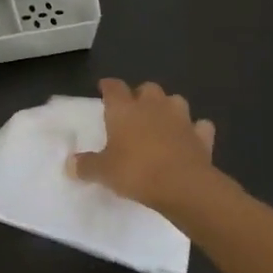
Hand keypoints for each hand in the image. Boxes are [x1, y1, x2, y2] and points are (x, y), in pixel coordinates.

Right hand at [68, 79, 218, 216]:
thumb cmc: (136, 171)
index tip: (104, 88)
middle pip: (147, 88)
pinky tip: (189, 139)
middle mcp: (153, 106)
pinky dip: (194, 130)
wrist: (184, 185)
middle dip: (141, 95)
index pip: (114, 87)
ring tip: (162, 122)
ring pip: (175, 101)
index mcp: (125, 109)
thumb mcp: (104, 172)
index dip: (108, 86)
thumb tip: (70, 164)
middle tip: (134, 110)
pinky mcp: (202, 136)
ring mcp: (181, 118)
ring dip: (168, 108)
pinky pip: (199, 126)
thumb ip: (86, 166)